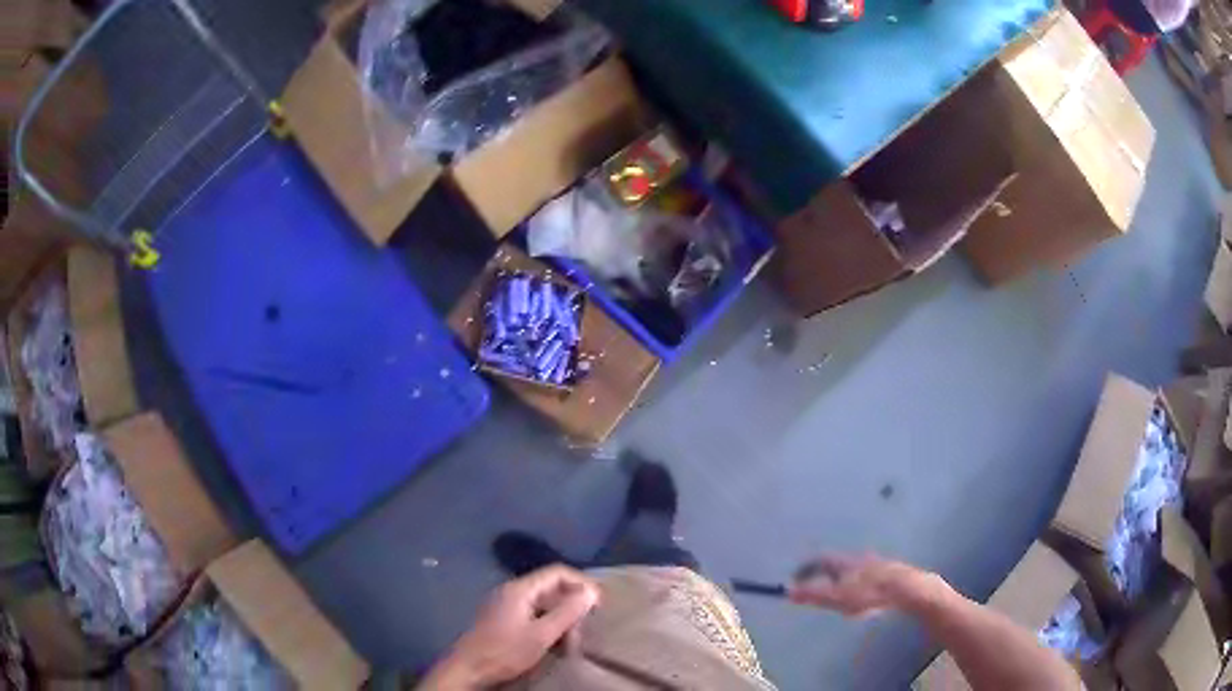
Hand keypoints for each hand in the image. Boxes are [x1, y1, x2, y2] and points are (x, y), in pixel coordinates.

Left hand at [420, 565, 600, 689]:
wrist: (468, 669)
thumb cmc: (504, 651)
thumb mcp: (541, 635)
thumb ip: (567, 612)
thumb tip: (591, 592)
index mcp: (519, 589)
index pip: (557, 572)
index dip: (581, 583)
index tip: (598, 603)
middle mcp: (511, 591)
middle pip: (551, 588)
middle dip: (571, 607)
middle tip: (583, 630)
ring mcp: (505, 605)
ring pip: (543, 604)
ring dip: (561, 620)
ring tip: (570, 642)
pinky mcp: (503, 619)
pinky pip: (533, 614)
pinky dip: (548, 626)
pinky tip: (553, 644)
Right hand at [788, 553, 940, 617]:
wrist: (905, 588)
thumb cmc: (867, 592)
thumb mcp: (835, 597)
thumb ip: (811, 594)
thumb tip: (787, 590)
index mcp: (842, 562)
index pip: (817, 560)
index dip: (805, 569)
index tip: (795, 580)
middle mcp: (857, 558)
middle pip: (835, 564)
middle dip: (824, 577)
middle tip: (818, 592)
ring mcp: (875, 564)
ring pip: (853, 572)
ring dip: (842, 583)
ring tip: (841, 602)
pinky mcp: (888, 573)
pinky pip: (867, 578)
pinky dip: (858, 588)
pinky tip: (863, 603)